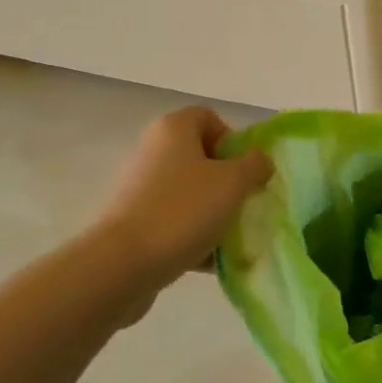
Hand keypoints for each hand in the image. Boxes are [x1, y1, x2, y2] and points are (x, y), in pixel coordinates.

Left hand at [94, 107, 271, 289]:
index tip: (244, 170)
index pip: (209, 118)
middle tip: (243, 204)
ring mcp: (139, 188)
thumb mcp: (233, 182)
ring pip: (189, 193)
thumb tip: (259, 161)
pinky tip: (211, 260)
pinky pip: (174, 221)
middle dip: (227, 182)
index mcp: (173, 129)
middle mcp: (152, 151)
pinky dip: (193, 236)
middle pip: (200, 158)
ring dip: (213, 212)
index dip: (232, 140)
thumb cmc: (183, 210)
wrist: (123, 264)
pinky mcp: (133, 222)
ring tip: (230, 237)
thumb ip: (255, 165)